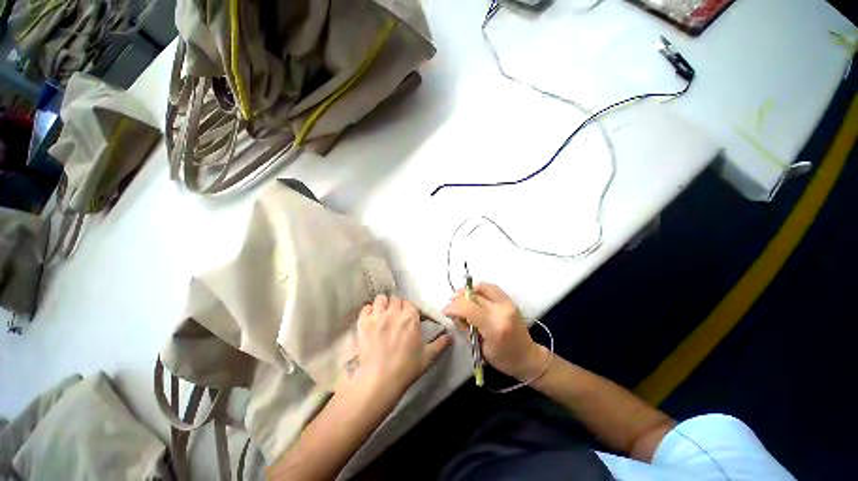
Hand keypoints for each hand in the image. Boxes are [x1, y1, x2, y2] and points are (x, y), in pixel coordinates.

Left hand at [344, 295, 450, 399]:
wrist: (380, 380)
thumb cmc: (406, 368)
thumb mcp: (428, 357)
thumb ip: (440, 344)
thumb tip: (449, 337)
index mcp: (411, 317)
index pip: (409, 303)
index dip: (408, 309)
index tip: (407, 316)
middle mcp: (394, 312)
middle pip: (395, 299)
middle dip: (396, 306)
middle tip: (395, 317)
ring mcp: (378, 316)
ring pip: (381, 299)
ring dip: (383, 305)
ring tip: (382, 314)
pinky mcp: (363, 323)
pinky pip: (366, 308)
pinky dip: (369, 311)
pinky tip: (371, 319)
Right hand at [443, 283, 548, 380]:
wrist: (528, 357)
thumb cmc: (502, 359)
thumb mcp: (479, 348)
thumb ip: (466, 328)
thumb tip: (454, 313)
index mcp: (494, 328)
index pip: (468, 308)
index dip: (453, 307)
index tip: (445, 310)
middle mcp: (502, 311)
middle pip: (474, 296)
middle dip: (458, 298)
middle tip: (452, 304)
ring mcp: (508, 304)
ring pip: (483, 287)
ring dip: (468, 290)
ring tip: (461, 297)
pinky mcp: (510, 301)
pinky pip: (492, 288)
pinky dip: (479, 288)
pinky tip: (473, 294)